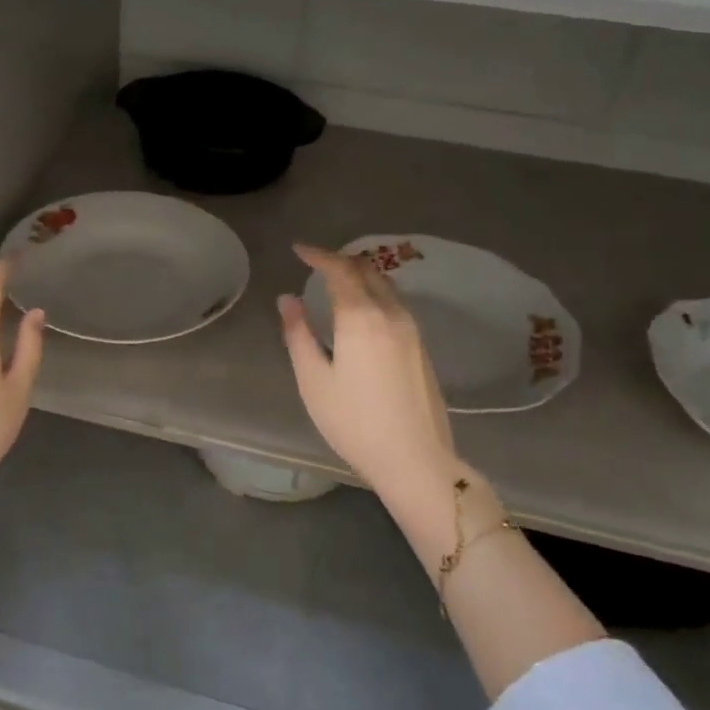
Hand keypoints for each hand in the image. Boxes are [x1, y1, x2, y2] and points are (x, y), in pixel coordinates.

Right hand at [277, 244, 474, 520]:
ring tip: (336, 283)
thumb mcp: (313, 380)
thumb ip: (298, 334)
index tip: (298, 250)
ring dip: (360, 276)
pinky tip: (361, 311)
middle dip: (339, 260)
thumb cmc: (354, 422)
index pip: (340, 270)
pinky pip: (395, 304)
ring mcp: (411, 329)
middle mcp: (391, 314)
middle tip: (315, 263)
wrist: (415, 458)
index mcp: (361, 318)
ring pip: (385, 286)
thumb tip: (288, 299)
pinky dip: (374, 294)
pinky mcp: (421, 346)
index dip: (318, 255)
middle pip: (367, 271)